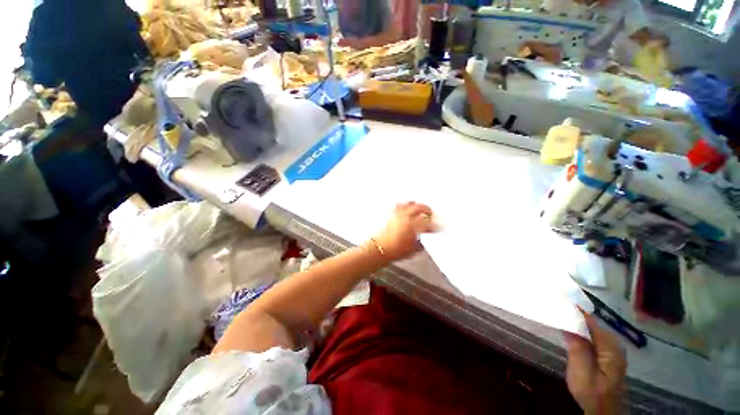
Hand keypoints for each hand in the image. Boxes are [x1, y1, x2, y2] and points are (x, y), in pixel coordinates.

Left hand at [373, 202, 434, 261]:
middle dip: (427, 210)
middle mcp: (406, 217)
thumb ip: (420, 243)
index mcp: (413, 226)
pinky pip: (399, 206)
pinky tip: (406, 208)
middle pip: (419, 208)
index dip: (435, 226)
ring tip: (419, 208)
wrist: (380, 249)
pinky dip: (404, 206)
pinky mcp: (391, 215)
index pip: (428, 223)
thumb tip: (422, 241)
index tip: (438, 227)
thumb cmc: (395, 250)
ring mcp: (398, 215)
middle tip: (430, 214)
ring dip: (416, 205)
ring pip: (409, 204)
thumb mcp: (412, 250)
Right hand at [564, 310, 626, 414]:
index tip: (558, 299)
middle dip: (574, 313)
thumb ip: (577, 348)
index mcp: (610, 347)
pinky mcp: (605, 352)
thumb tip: (568, 324)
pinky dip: (579, 329)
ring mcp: (611, 348)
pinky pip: (591, 334)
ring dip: (575, 320)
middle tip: (554, 303)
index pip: (591, 321)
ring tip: (557, 311)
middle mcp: (614, 344)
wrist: (603, 411)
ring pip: (591, 327)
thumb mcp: (582, 374)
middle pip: (592, 322)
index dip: (574, 310)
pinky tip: (568, 327)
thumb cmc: (592, 393)